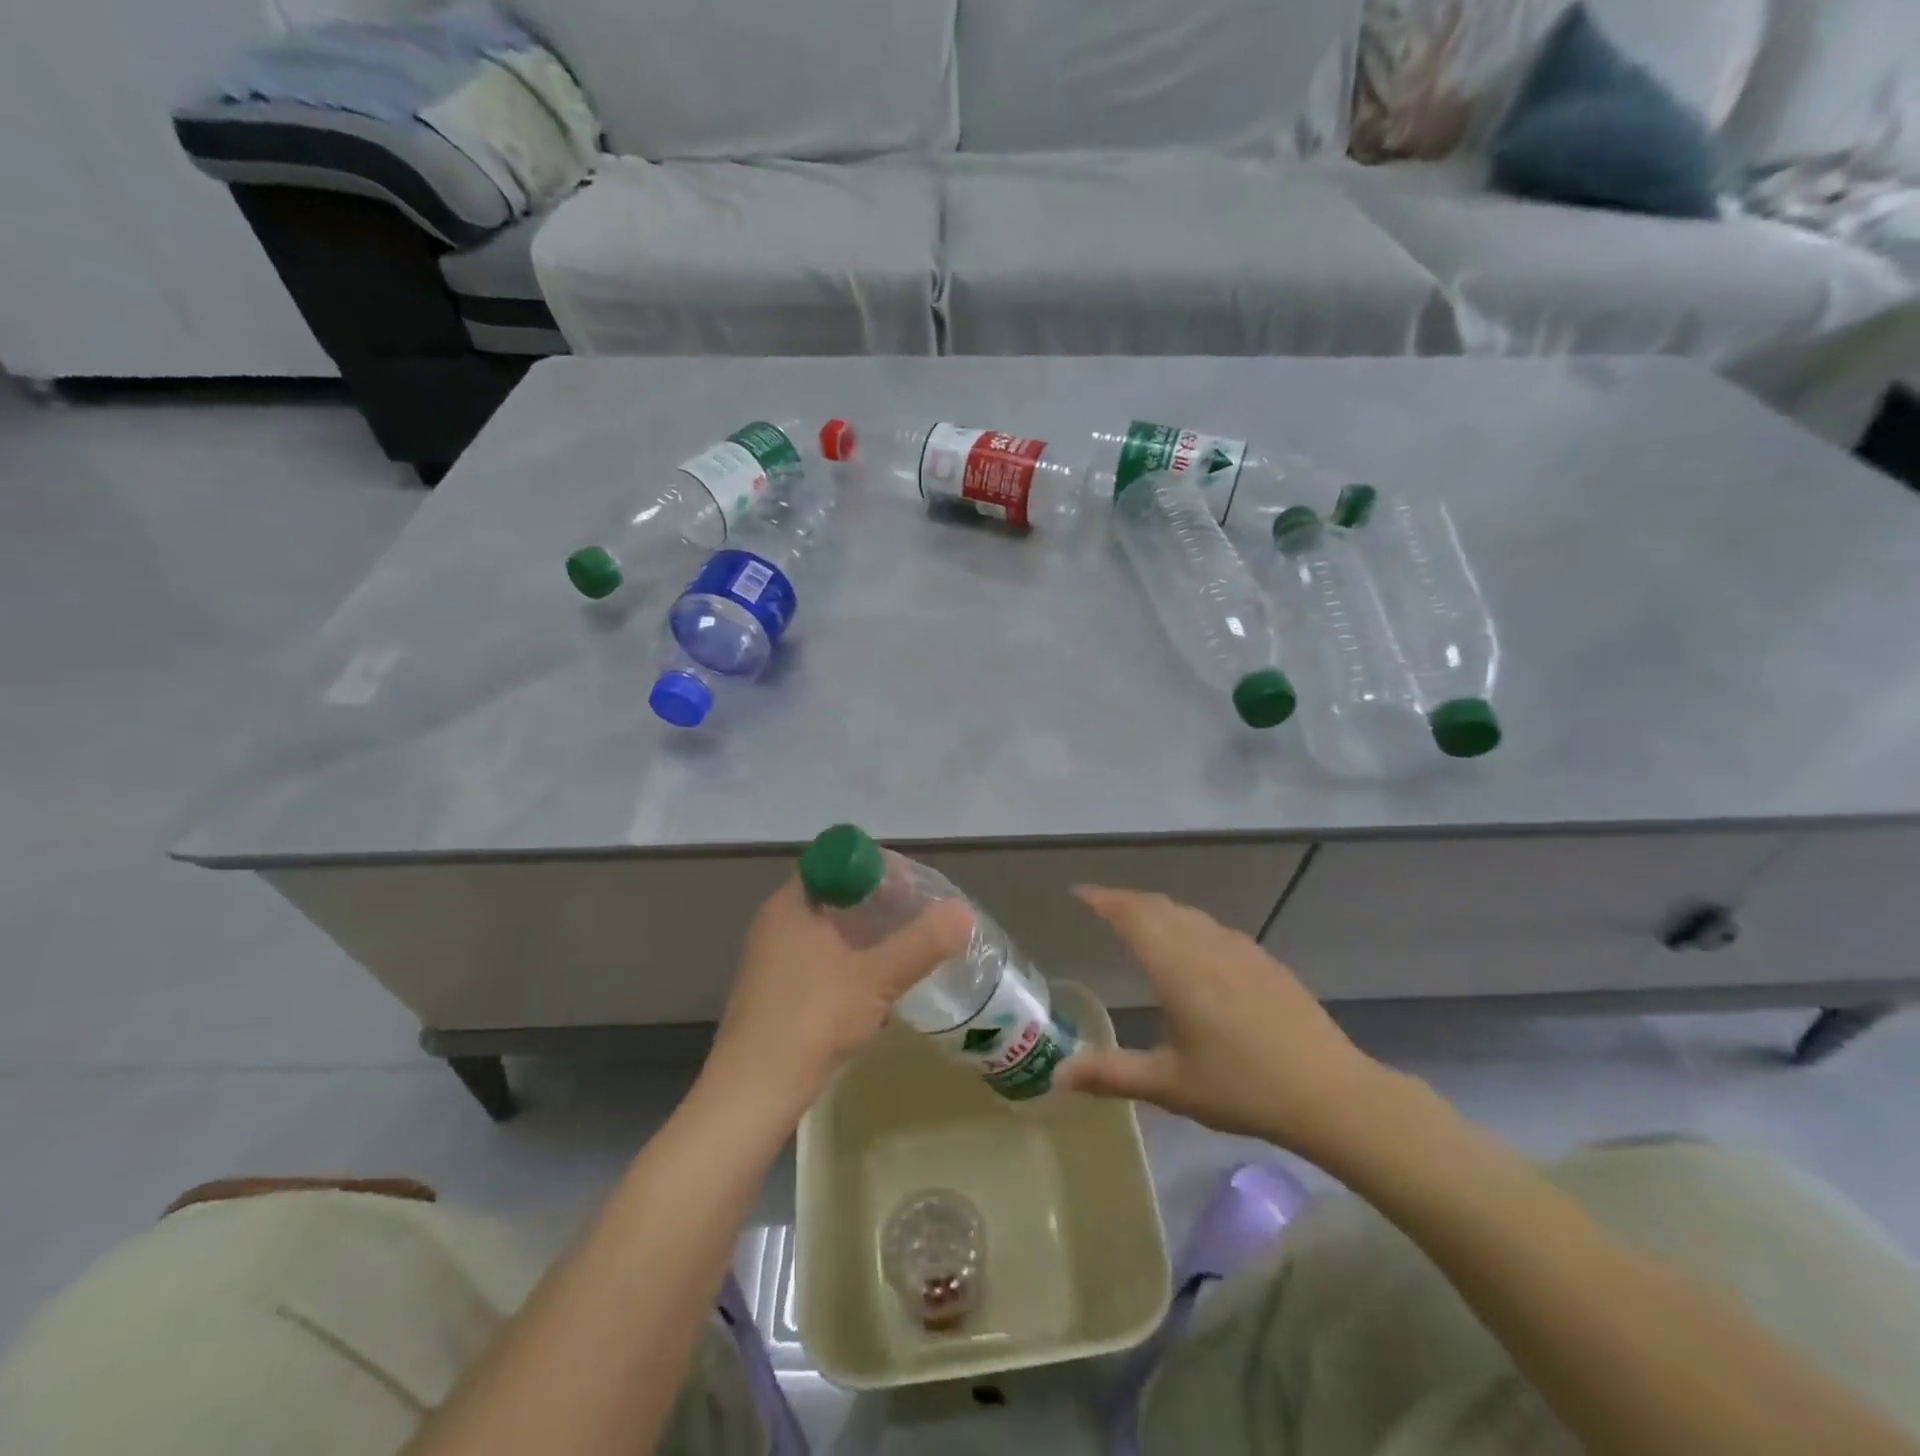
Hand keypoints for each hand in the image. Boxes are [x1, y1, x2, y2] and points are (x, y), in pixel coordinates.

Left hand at [703, 877, 972, 1122]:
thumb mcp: (876, 977)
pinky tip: (882, 989)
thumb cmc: (812, 1019)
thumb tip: (963, 911)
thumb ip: (922, 943)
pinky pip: (825, 964)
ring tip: (909, 949)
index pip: (838, 862)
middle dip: (881, 904)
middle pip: (838, 897)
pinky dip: (854, 967)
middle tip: (920, 915)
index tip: (913, 885)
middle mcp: (778, 924)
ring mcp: (775, 961)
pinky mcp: (779, 995)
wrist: (754, 1094)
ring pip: (832, 934)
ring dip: (869, 938)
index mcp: (792, 905)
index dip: (878, 867)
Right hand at [1055, 886, 1404, 1162]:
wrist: (1331, 1093)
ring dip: (1156, 909)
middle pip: (1158, 907)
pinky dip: (1186, 923)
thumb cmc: (1243, 1088)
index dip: (1102, 899)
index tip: (1078, 893)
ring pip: (1188, 914)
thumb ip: (1110, 1074)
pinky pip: (1213, 927)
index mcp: (1177, 968)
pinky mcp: (1264, 961)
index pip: (1131, 916)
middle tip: (1100, 906)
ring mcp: (1240, 949)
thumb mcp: (1170, 1086)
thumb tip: (1056, 1076)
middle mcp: (1206, 946)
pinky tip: (1193, 947)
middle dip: (1125, 900)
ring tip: (1139, 921)